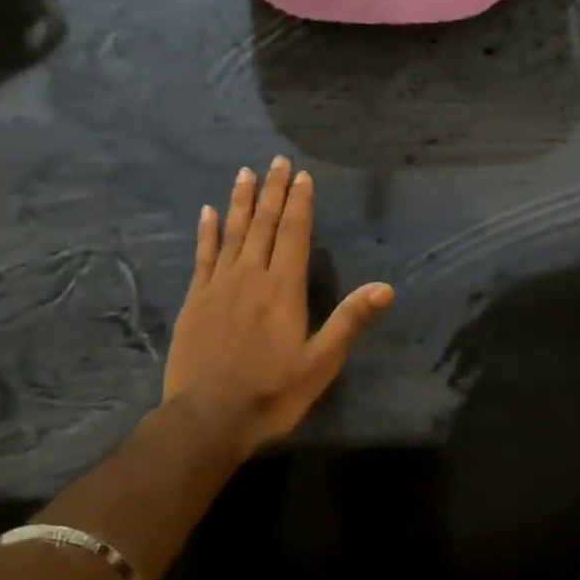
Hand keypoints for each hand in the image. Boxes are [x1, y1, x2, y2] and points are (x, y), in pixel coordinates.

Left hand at [162, 158, 393, 457]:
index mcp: (283, 289)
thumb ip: (349, 321)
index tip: (302, 175)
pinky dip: (207, 232)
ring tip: (245, 173)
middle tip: (277, 161)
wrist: (207, 418)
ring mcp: (218, 286)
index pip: (294, 234)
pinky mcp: (195, 300)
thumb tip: (385, 287)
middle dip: (272, 191)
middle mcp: (250, 277)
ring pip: (232, 232)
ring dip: (240, 201)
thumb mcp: (320, 363)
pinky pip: (203, 256)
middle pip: (263, 224)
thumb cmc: (271, 393)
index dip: (300, 203)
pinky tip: (207, 212)